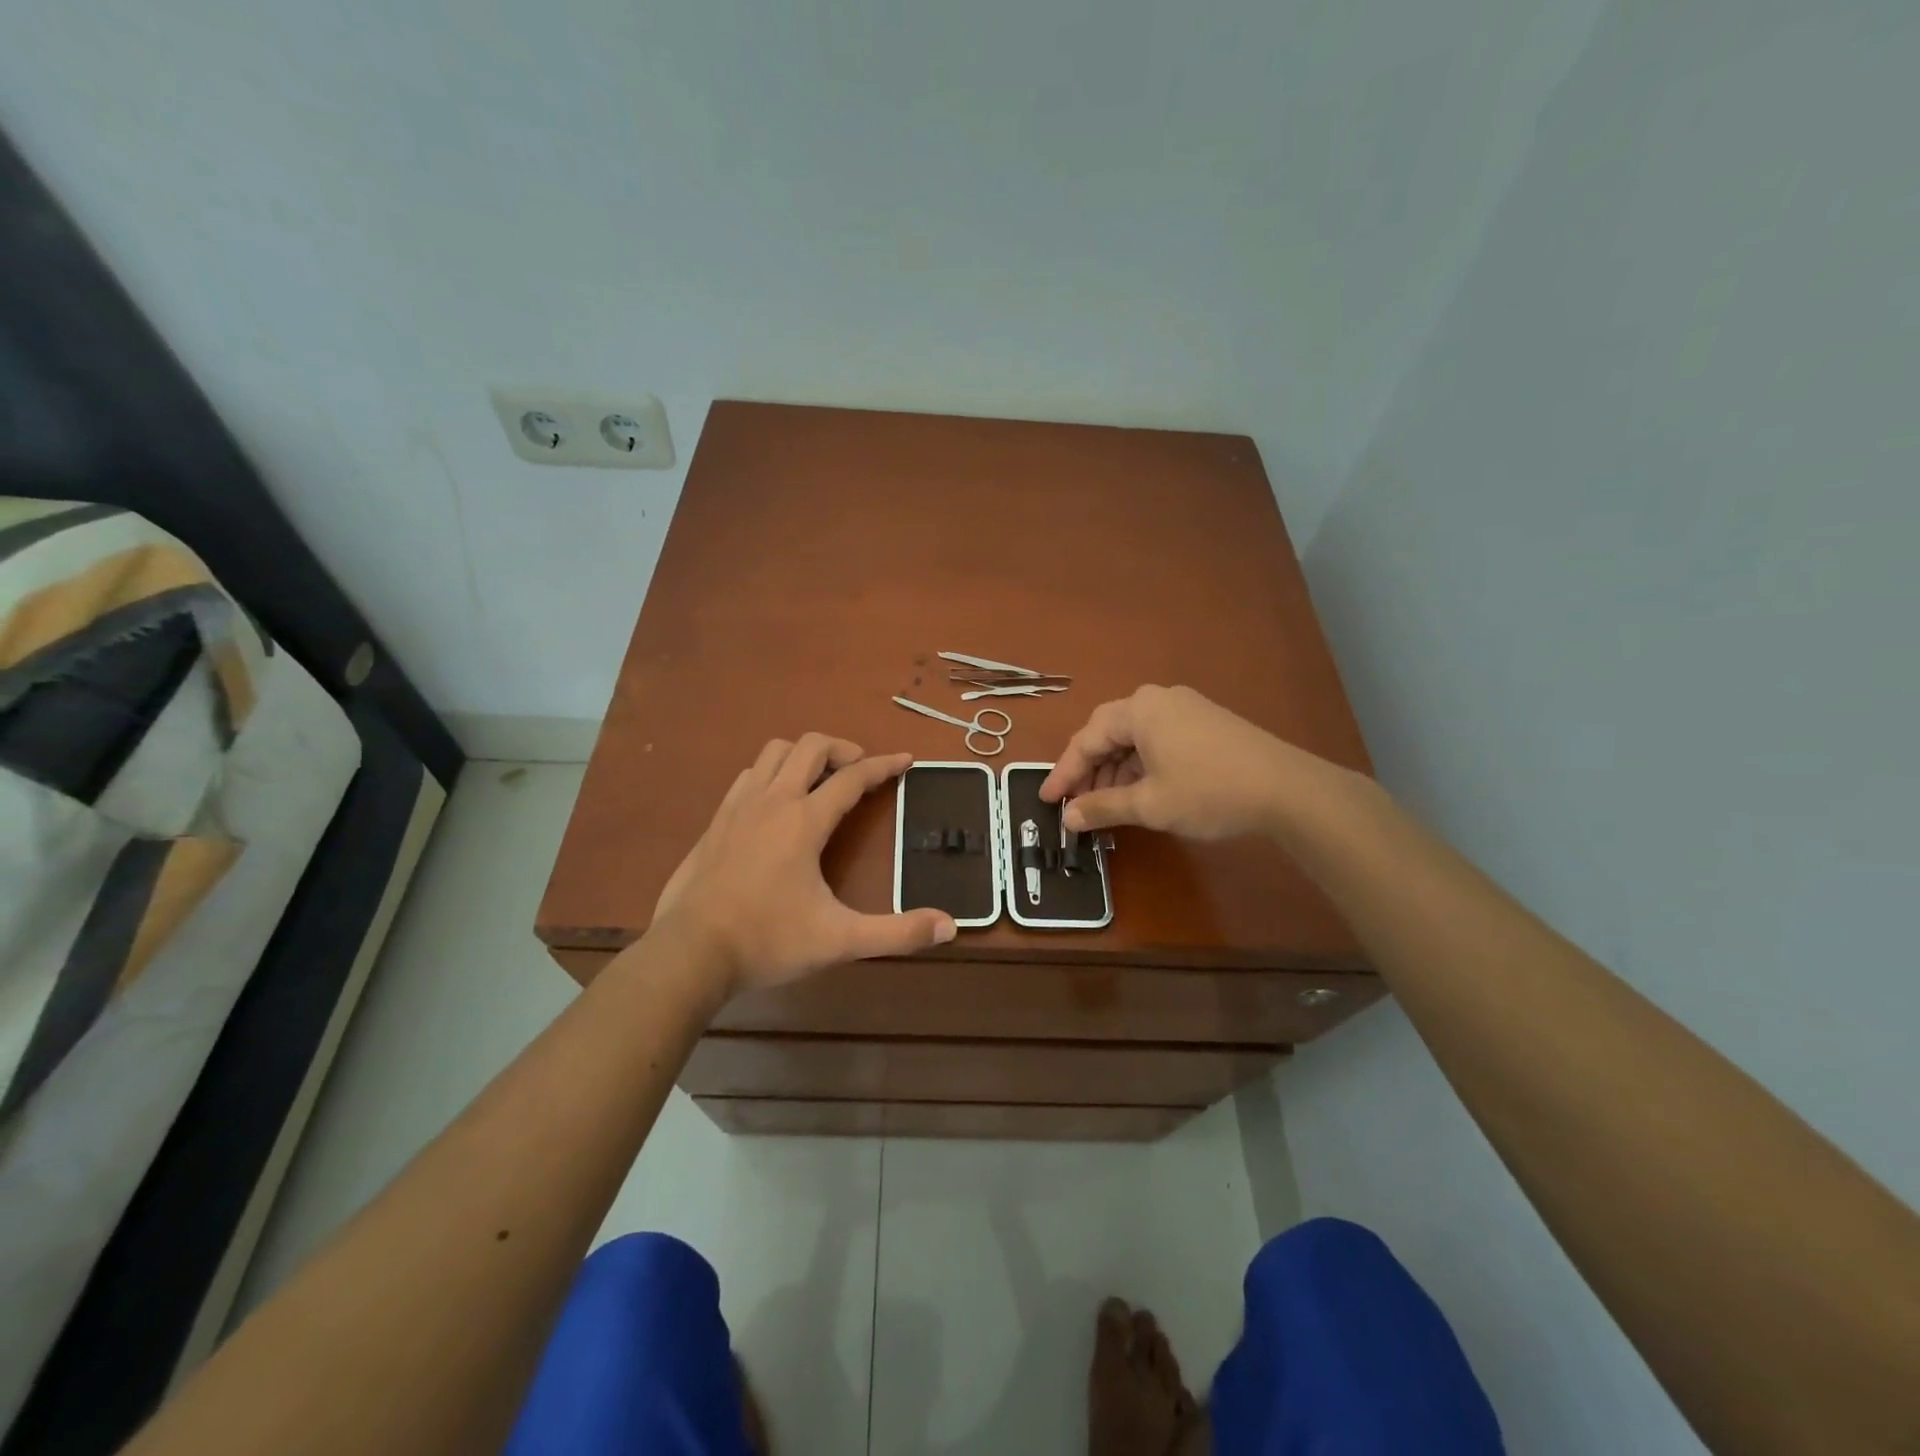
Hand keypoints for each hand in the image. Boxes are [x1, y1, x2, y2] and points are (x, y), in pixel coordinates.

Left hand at [652, 734, 955, 994]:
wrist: (690, 952)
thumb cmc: (768, 940)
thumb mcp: (840, 940)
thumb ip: (897, 933)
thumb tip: (950, 926)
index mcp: (805, 820)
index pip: (853, 777)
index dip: (884, 765)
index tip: (906, 760)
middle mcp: (773, 800)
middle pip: (811, 746)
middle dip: (843, 749)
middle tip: (861, 771)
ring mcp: (739, 807)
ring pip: (774, 753)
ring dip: (804, 756)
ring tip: (821, 780)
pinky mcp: (716, 821)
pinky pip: (749, 775)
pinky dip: (772, 773)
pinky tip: (776, 802)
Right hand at [1040, 685, 1336, 839]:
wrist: (1288, 789)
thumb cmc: (1209, 792)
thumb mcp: (1149, 804)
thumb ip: (1102, 807)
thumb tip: (1068, 817)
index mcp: (1139, 709)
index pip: (1087, 739)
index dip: (1064, 773)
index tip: (1048, 800)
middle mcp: (1158, 699)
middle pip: (1109, 733)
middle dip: (1090, 770)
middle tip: (1077, 803)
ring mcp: (1186, 708)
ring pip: (1135, 737)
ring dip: (1117, 770)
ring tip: (1110, 804)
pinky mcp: (1206, 722)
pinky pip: (1158, 739)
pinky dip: (1142, 764)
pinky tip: (1143, 791)